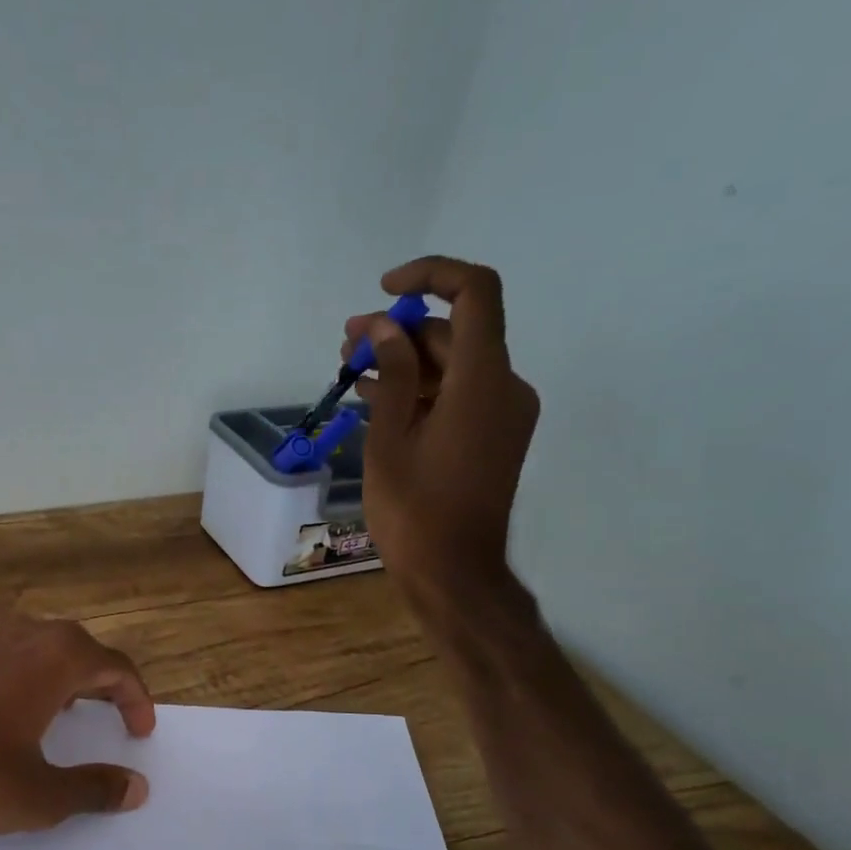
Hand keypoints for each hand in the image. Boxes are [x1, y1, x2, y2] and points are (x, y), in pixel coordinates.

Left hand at [0, 617, 155, 845]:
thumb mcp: (40, 795)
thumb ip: (94, 788)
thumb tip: (136, 787)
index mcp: (54, 658)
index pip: (115, 667)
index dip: (136, 699)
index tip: (141, 732)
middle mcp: (22, 636)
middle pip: (80, 649)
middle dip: (103, 683)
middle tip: (111, 719)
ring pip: (41, 649)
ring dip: (65, 678)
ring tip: (68, 716)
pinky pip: (7, 658)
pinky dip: (28, 679)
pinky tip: (11, 718)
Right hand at [347, 256, 538, 606]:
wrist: (453, 573)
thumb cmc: (414, 510)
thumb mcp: (389, 439)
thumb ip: (393, 373)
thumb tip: (383, 327)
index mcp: (483, 381)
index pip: (475, 293)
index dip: (432, 276)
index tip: (385, 291)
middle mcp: (504, 387)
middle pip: (455, 334)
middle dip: (398, 331)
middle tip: (346, 344)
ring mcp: (502, 414)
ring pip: (453, 366)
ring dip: (405, 362)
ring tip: (350, 371)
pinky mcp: (492, 436)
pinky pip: (457, 396)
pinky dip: (420, 391)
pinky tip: (376, 398)